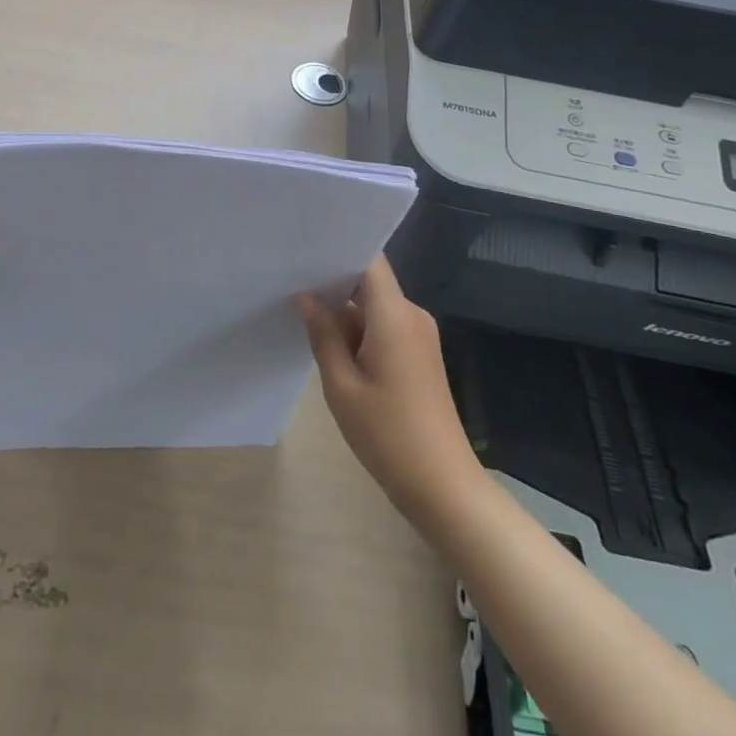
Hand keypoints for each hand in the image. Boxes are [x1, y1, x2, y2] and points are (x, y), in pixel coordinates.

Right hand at [298, 255, 483, 523]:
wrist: (443, 487)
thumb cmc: (388, 434)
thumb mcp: (341, 385)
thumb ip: (323, 334)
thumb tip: (306, 296)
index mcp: (394, 314)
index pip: (368, 261)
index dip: (339, 250)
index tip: (305, 248)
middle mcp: (411, 315)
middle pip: (369, 282)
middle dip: (333, 281)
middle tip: (291, 278)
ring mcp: (418, 336)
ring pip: (374, 306)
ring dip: (344, 310)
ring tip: (302, 308)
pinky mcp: (419, 356)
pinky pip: (384, 326)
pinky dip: (359, 330)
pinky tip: (331, 342)